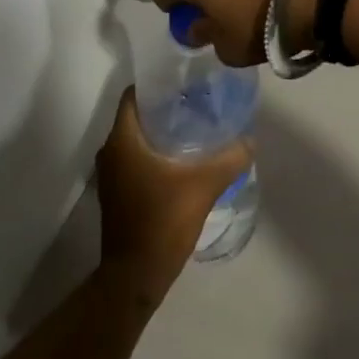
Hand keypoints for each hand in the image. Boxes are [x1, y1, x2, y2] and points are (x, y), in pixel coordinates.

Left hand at [97, 89, 249, 299]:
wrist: (135, 275)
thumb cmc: (162, 221)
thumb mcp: (203, 186)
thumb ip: (229, 159)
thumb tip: (249, 142)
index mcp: (122, 140)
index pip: (133, 96)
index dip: (157, 86)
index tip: (184, 84)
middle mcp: (110, 151)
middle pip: (136, 116)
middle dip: (165, 109)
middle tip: (197, 105)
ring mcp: (110, 175)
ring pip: (136, 140)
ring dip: (160, 134)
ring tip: (194, 130)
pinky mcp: (116, 193)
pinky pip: (135, 160)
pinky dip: (154, 155)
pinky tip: (182, 162)